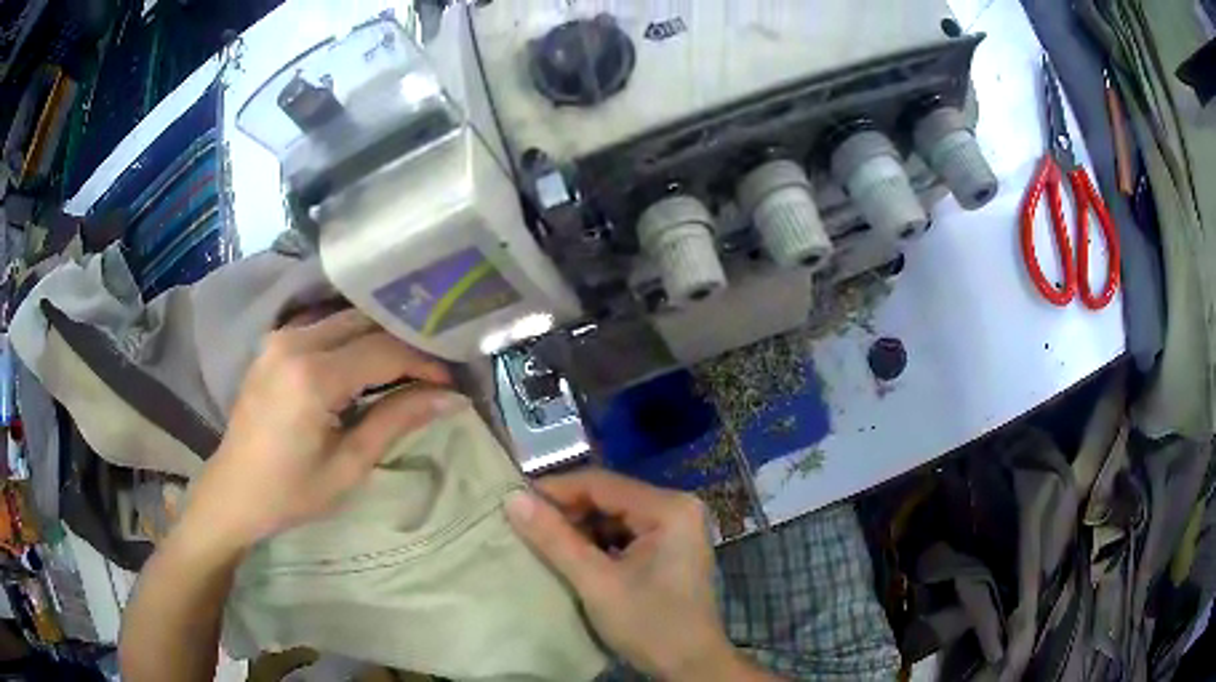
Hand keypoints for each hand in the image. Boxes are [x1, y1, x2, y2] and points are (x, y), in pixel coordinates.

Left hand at [184, 308, 464, 550]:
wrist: (234, 492)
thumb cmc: (291, 491)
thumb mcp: (349, 464)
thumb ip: (397, 420)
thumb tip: (450, 397)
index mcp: (312, 376)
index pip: (385, 350)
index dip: (425, 362)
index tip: (452, 383)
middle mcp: (295, 341)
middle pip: (366, 323)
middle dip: (406, 343)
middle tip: (435, 372)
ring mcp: (281, 337)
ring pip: (346, 319)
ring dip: (381, 337)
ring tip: (409, 366)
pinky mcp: (274, 343)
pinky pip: (325, 327)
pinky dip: (353, 339)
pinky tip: (369, 362)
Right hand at [505, 470, 766, 680]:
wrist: (690, 666)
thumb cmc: (649, 624)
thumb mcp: (596, 583)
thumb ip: (554, 539)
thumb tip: (511, 498)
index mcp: (668, 508)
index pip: (601, 483)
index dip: (555, 489)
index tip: (513, 500)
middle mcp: (676, 507)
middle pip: (609, 497)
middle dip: (567, 511)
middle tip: (525, 524)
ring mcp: (676, 528)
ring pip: (614, 515)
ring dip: (579, 527)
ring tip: (542, 539)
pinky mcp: (670, 547)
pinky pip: (625, 532)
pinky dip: (597, 542)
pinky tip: (572, 555)